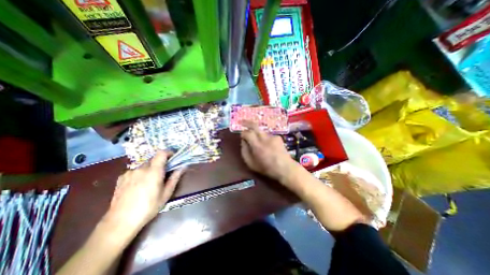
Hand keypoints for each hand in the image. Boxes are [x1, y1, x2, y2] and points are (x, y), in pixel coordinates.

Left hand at [104, 150, 186, 235]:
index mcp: (153, 171)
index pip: (161, 153)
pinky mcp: (121, 178)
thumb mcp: (166, 193)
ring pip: (144, 165)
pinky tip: (139, 186)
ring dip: (150, 169)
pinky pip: (135, 171)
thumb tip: (182, 167)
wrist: (120, 222)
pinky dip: (140, 174)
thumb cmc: (148, 207)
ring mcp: (129, 172)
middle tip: (164, 174)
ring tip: (150, 182)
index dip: (168, 152)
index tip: (173, 157)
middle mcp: (141, 168)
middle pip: (153, 159)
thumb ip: (175, 178)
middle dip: (160, 163)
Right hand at [240, 121, 295, 180]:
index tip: (242, 136)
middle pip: (255, 126)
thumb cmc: (266, 168)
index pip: (247, 133)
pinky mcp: (278, 137)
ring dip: (257, 134)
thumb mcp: (251, 163)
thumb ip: (244, 151)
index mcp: (257, 146)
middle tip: (242, 122)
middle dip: (247, 122)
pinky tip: (268, 146)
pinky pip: (268, 135)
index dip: (243, 133)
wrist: (285, 168)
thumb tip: (243, 141)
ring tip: (258, 143)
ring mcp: (272, 136)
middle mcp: (265, 138)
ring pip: (261, 131)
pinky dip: (265, 139)